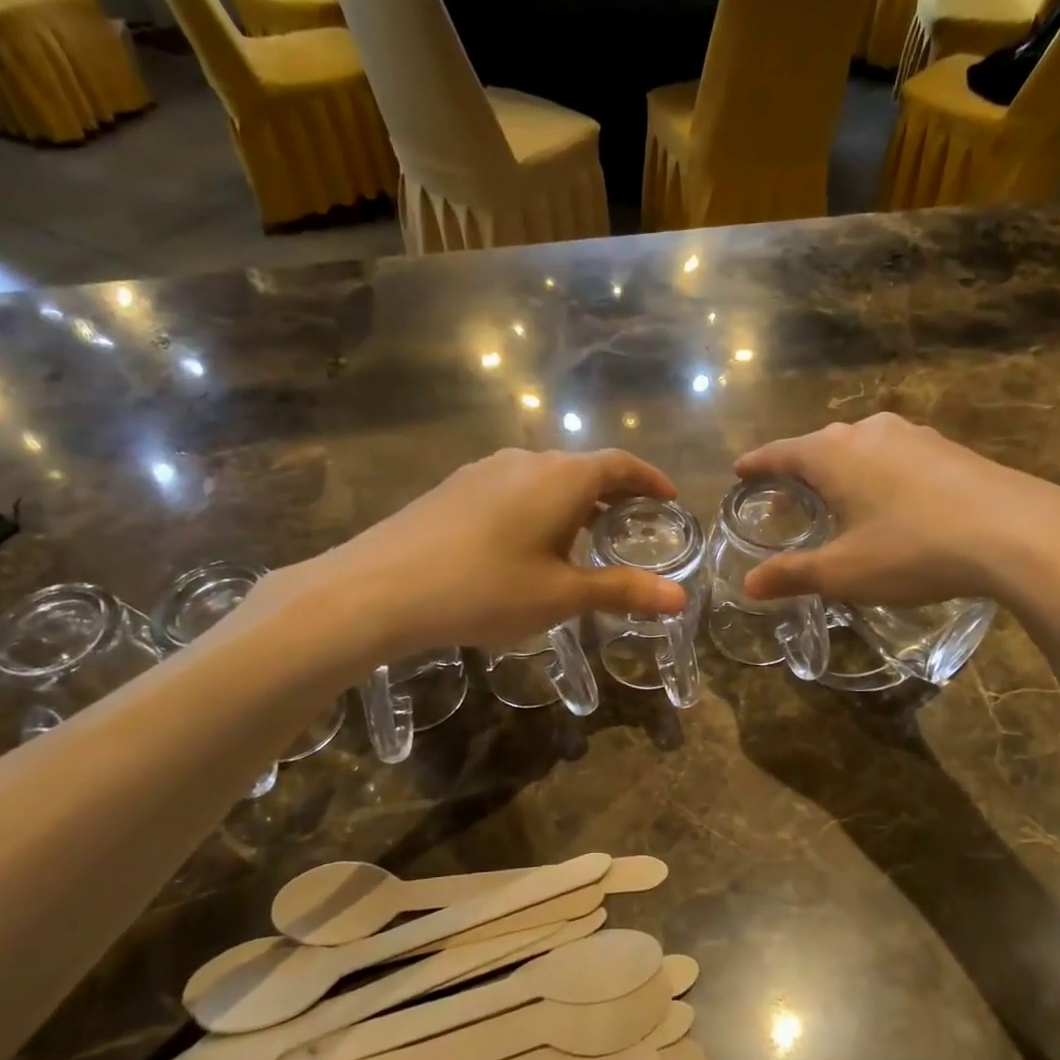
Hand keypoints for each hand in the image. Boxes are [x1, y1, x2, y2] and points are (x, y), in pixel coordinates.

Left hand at [254, 449, 687, 678]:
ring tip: (585, 536)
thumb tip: (680, 599)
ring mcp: (485, 470)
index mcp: (563, 478)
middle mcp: (527, 461)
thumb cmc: (485, 588)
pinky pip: (514, 488)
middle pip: (584, 467)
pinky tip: (527, 542)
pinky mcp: (455, 488)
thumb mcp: (561, 595)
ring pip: (546, 477)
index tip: (669, 498)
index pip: (620, 465)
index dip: (650, 479)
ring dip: (574, 500)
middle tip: (633, 524)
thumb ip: (623, 590)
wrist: (379, 587)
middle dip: (615, 492)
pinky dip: (539, 506)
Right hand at [735, 413, 1059, 615]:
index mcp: (833, 454)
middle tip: (788, 492)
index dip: (757, 464)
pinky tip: (893, 498)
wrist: (1016, 532)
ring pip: (862, 447)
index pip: (781, 453)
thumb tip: (750, 584)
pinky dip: (880, 473)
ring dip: (844, 467)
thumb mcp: (844, 572)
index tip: (740, 470)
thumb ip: (794, 574)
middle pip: (821, 445)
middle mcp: (868, 432)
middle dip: (800, 467)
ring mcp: (914, 435)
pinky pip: (897, 455)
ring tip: (840, 494)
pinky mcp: (949, 447)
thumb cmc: (912, 549)